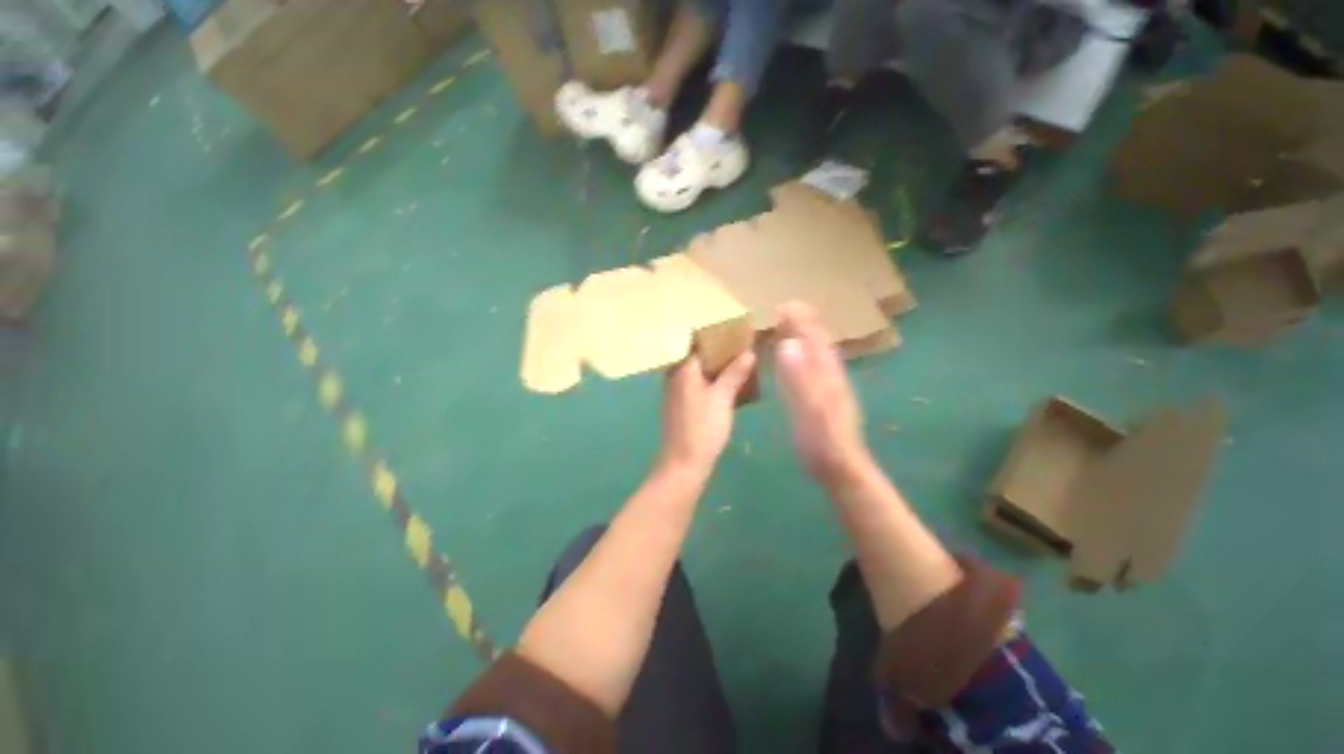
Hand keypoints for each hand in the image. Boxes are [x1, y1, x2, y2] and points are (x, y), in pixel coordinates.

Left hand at [659, 351, 756, 476]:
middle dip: (726, 356)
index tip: (745, 338)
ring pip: (703, 374)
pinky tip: (733, 387)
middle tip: (750, 353)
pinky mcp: (682, 405)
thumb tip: (749, 352)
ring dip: (722, 371)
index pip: (705, 345)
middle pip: (704, 359)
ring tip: (747, 368)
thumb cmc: (703, 428)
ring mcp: (678, 391)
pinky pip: (701, 386)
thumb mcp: (722, 398)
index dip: (725, 341)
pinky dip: (715, 384)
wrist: (684, 464)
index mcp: (684, 369)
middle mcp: (677, 375)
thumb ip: (735, 373)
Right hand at [774, 302, 870, 484]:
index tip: (783, 305)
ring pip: (815, 353)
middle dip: (802, 323)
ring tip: (784, 329)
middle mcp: (829, 373)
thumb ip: (800, 376)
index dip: (801, 319)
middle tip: (781, 312)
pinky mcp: (822, 397)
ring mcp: (827, 385)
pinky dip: (799, 357)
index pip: (815, 336)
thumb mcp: (810, 408)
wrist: (839, 468)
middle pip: (817, 341)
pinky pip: (810, 368)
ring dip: (801, 338)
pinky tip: (791, 362)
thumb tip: (787, 343)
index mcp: (826, 371)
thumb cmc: (822, 440)